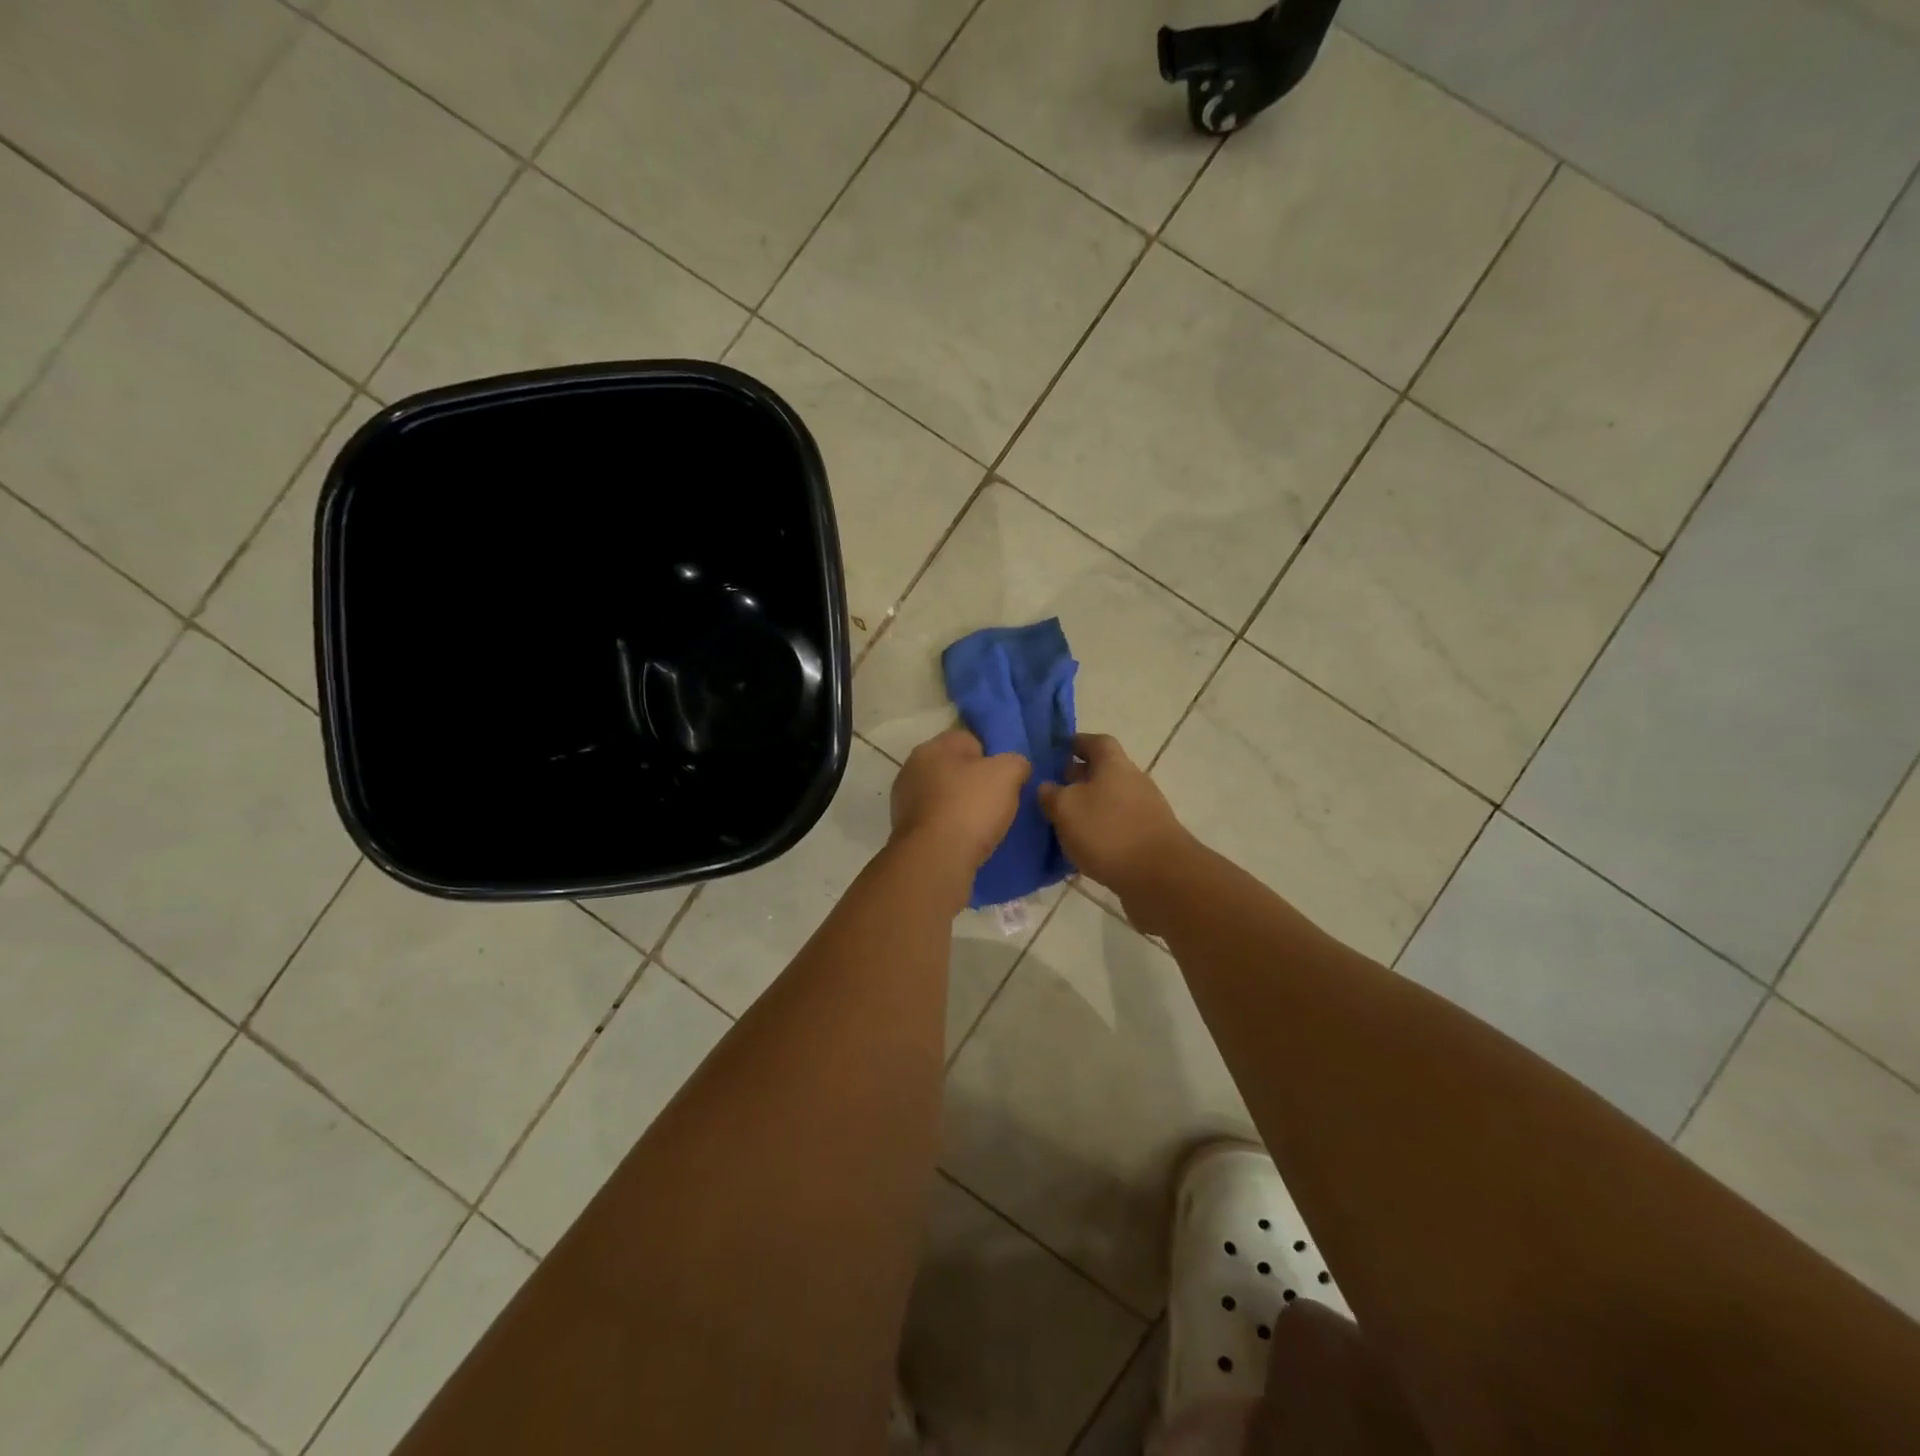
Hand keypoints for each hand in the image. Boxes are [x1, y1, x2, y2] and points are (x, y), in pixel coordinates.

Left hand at [889, 728, 1030, 875]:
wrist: (935, 859)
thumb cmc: (970, 807)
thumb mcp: (1008, 774)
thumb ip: (1016, 762)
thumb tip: (1015, 767)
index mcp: (934, 746)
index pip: (970, 740)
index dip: (992, 757)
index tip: (1007, 779)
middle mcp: (913, 768)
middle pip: (955, 769)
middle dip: (975, 783)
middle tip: (999, 802)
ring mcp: (905, 800)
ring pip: (945, 796)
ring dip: (961, 807)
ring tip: (984, 826)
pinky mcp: (905, 830)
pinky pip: (937, 821)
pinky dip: (950, 828)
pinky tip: (966, 841)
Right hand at [1038, 733, 1188, 904]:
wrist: (1160, 877)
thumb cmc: (1108, 832)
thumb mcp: (1066, 809)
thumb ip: (1052, 794)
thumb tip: (1047, 786)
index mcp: (1114, 764)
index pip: (1096, 741)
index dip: (1076, 743)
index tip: (1057, 750)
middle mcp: (1133, 781)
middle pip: (1104, 771)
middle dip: (1078, 777)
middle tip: (1052, 789)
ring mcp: (1145, 810)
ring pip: (1110, 800)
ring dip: (1088, 807)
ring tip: (1062, 822)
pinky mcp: (1149, 838)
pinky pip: (1118, 826)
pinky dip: (1100, 830)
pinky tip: (1083, 847)